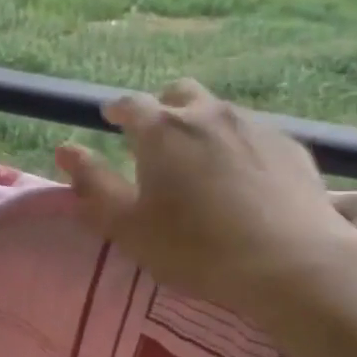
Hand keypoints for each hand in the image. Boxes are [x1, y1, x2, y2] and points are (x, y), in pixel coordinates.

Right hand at [54, 79, 356, 318]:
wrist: (292, 263)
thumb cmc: (195, 247)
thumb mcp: (128, 225)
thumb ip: (93, 185)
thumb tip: (65, 150)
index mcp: (161, 130)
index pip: (130, 104)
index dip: (117, 110)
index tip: (110, 119)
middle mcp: (207, 113)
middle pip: (179, 94)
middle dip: (164, 108)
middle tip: (158, 138)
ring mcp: (254, 125)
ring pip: (220, 111)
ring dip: (203, 125)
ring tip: (203, 161)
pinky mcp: (292, 146)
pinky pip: (255, 134)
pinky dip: (240, 145)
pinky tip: (246, 178)